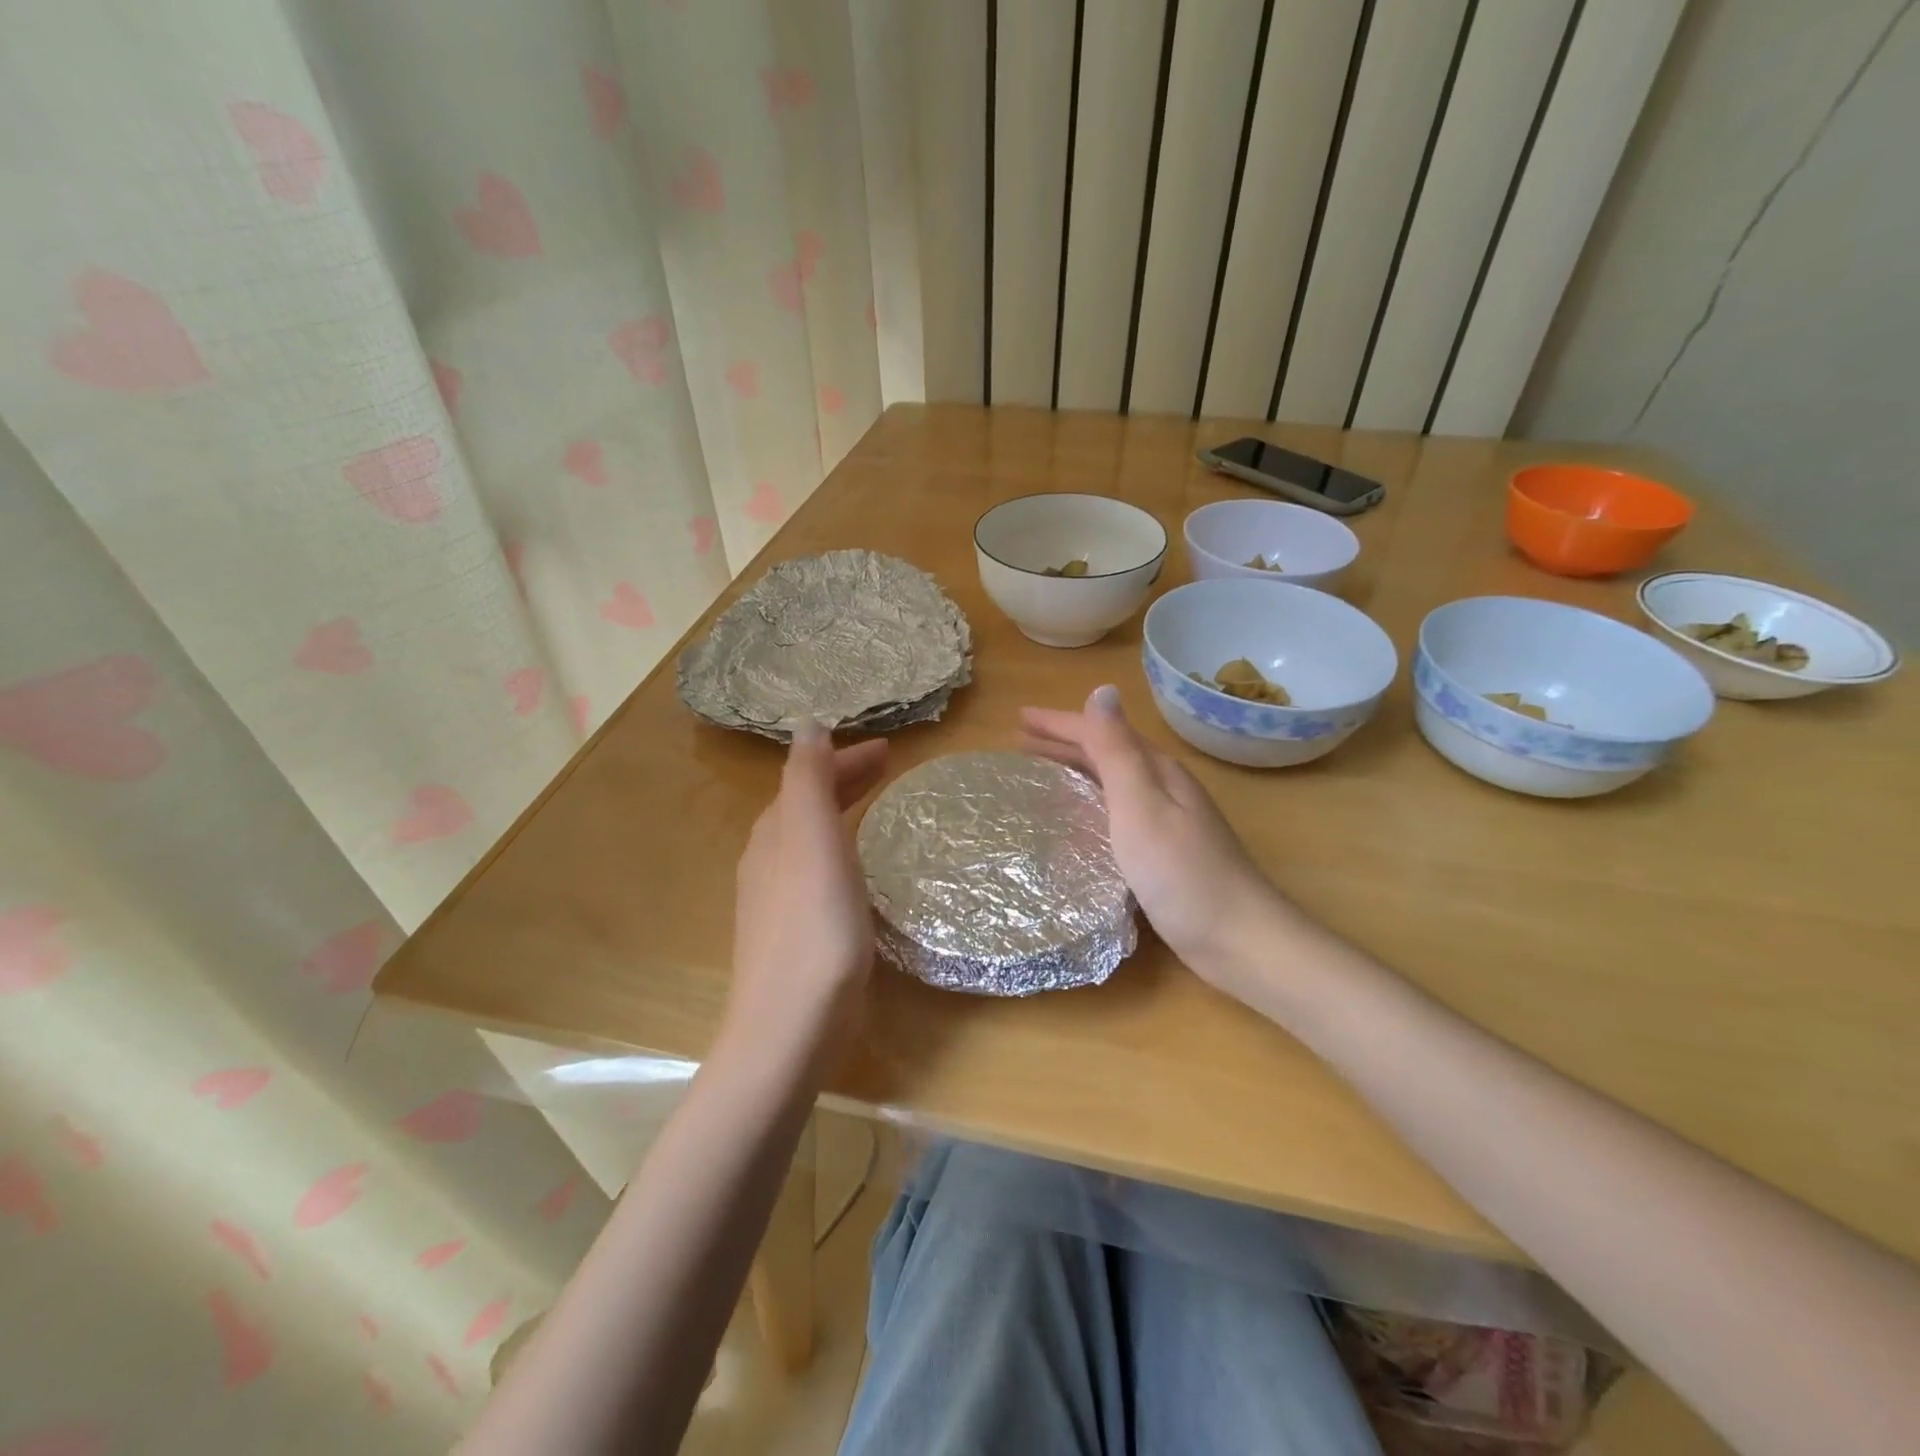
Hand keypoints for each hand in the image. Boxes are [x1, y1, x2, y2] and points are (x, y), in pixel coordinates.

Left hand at [723, 724, 888, 1071]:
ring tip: (877, 807)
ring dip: (842, 811)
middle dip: (844, 779)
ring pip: (811, 837)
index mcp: (775, 832)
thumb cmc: (813, 928)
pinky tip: (858, 869)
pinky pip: (818, 870)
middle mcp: (769, 859)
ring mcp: (776, 899)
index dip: (845, 757)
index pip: (808, 776)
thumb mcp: (812, 841)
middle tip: (890, 767)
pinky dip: (840, 849)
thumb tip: (806, 724)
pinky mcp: (792, 932)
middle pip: (807, 804)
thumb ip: (808, 780)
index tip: (890, 749)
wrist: (789, 1027)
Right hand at [1023, 685, 1287, 1001]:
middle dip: (1063, 743)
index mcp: (1156, 770)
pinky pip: (1116, 814)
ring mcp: (1167, 821)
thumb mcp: (1141, 805)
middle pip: (1106, 754)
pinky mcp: (1164, 853)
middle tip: (1021, 742)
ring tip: (1040, 772)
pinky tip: (1076, 822)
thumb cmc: (1182, 872)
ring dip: (1075, 771)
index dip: (1058, 723)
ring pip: (1111, 783)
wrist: (1239, 939)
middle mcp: (1163, 788)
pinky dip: (1090, 805)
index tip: (1017, 719)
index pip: (1100, 732)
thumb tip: (1101, 689)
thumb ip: (1116, 750)